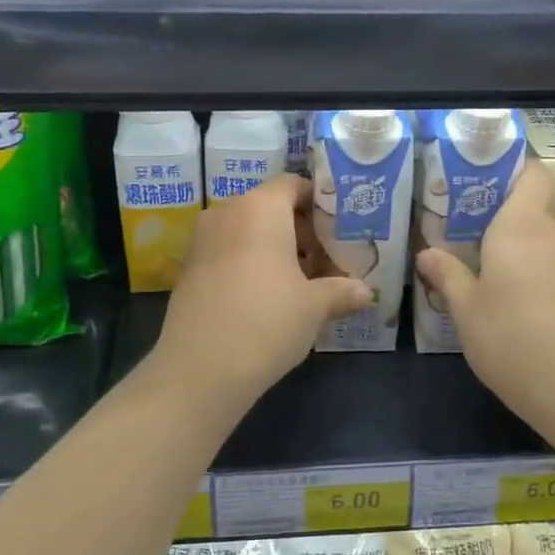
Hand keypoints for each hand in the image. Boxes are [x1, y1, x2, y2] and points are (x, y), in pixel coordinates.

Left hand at [152, 174, 370, 411]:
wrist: (199, 369)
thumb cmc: (267, 321)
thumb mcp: (314, 307)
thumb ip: (341, 291)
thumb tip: (365, 292)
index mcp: (260, 208)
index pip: (293, 185)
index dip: (319, 202)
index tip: (340, 228)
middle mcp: (227, 212)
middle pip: (271, 208)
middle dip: (301, 231)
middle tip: (328, 260)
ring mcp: (203, 240)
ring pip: (248, 232)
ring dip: (276, 249)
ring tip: (303, 282)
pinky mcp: (189, 268)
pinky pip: (228, 252)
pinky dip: (250, 264)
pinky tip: (269, 297)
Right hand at [415, 160, 554, 432]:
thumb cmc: (511, 339)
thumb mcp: (466, 309)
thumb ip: (447, 274)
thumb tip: (427, 252)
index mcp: (521, 226)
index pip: (531, 172)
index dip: (511, 167)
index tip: (479, 179)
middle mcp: (553, 235)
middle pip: (531, 206)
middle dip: (499, 214)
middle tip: (460, 229)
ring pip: (540, 239)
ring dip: (513, 247)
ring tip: (477, 264)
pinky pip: (550, 265)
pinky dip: (529, 271)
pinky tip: (506, 297)